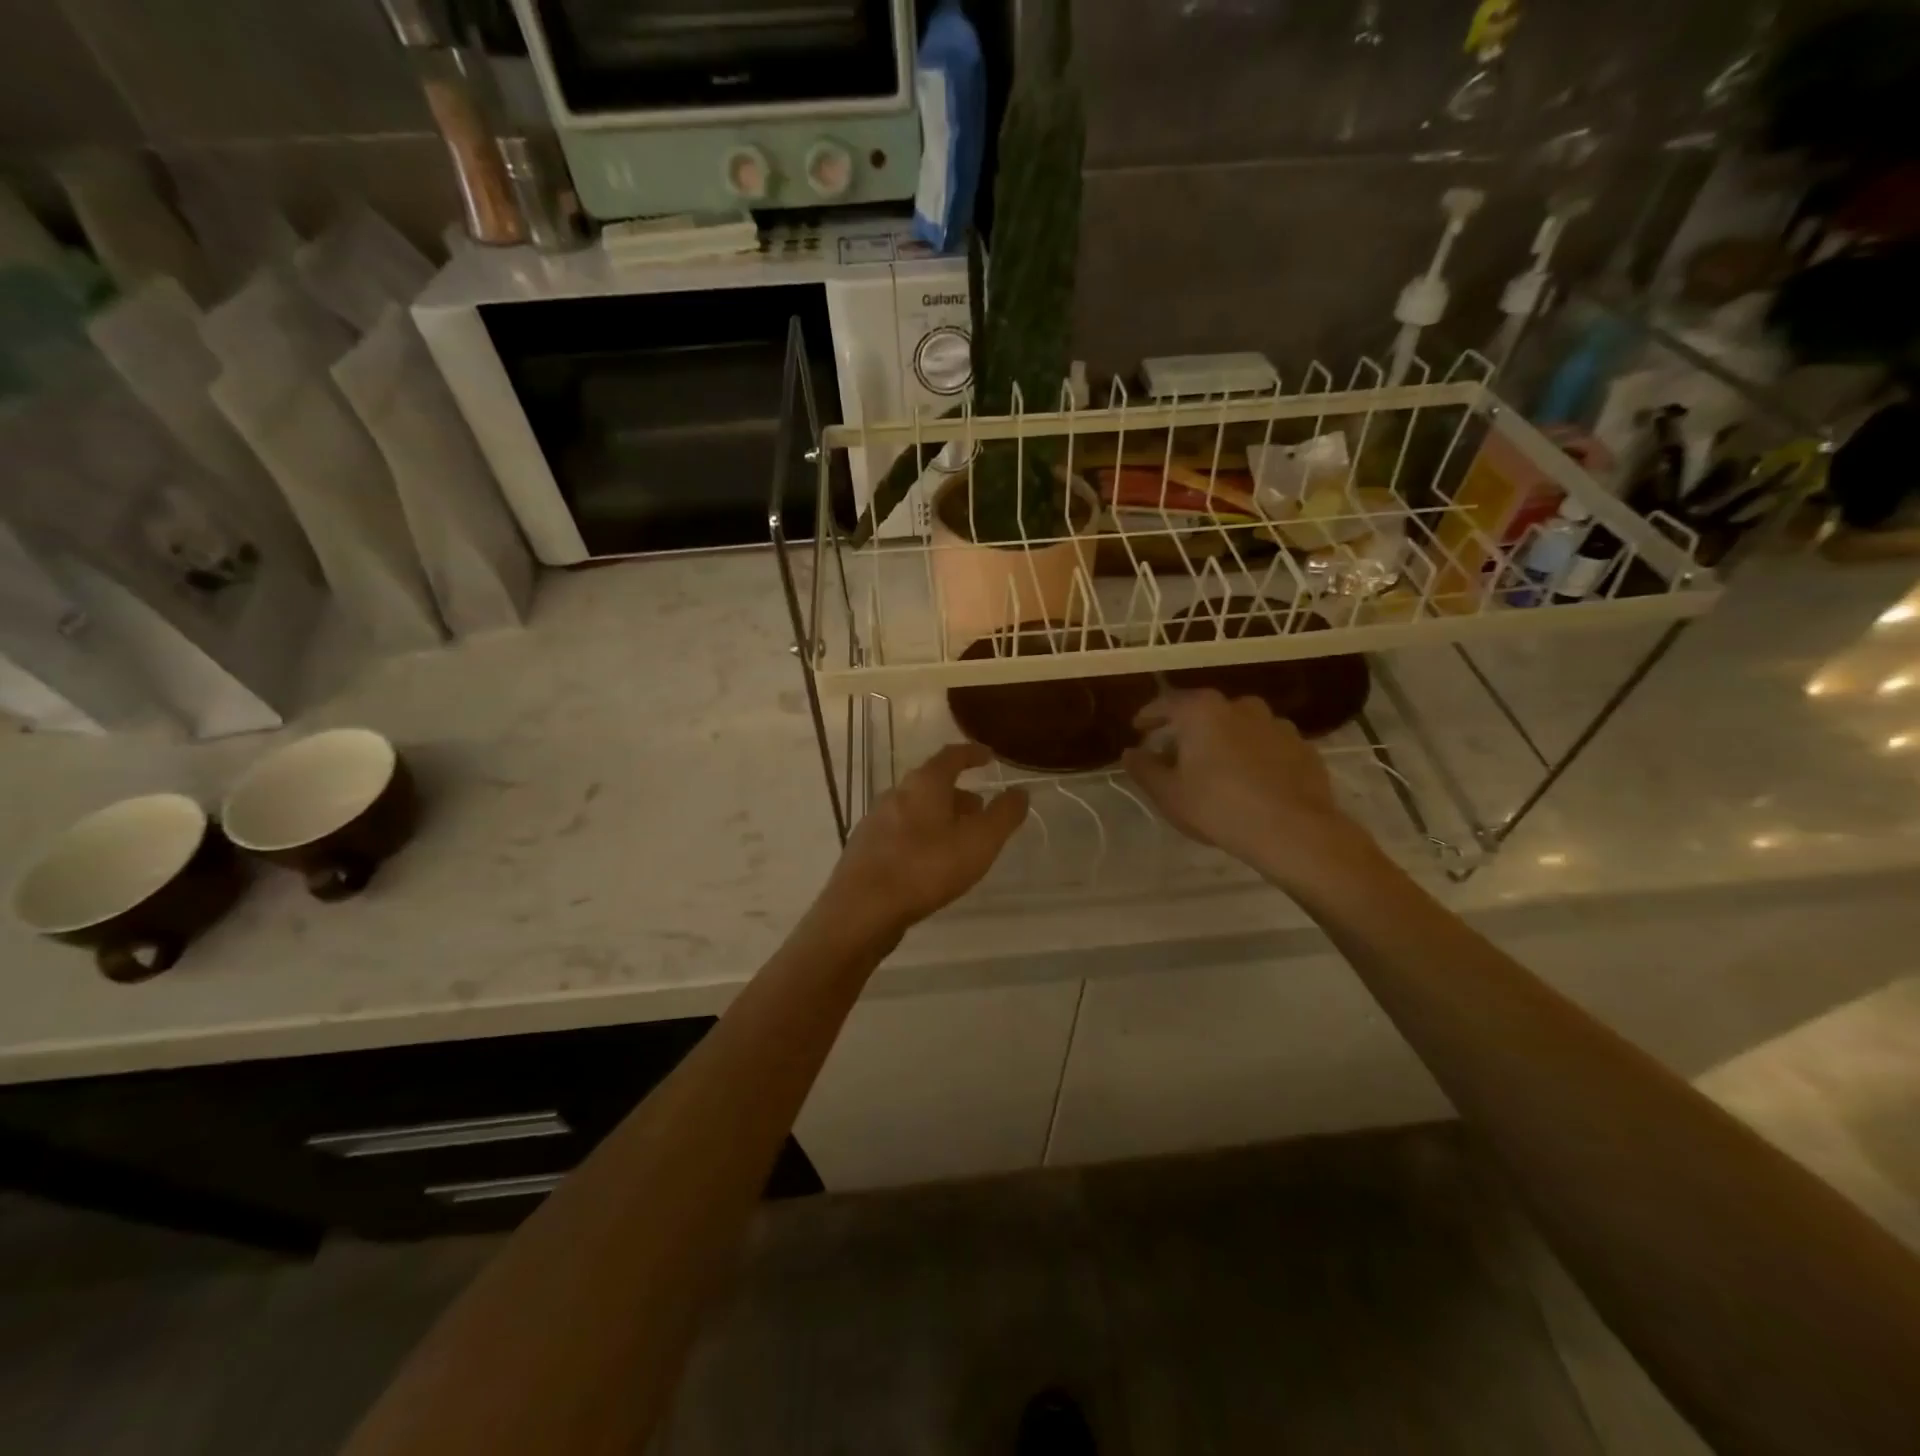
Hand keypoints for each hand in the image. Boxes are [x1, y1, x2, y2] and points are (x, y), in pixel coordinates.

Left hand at [822, 743, 1027, 937]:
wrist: (862, 909)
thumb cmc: (926, 868)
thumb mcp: (979, 842)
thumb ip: (1003, 815)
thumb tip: (1020, 791)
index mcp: (924, 784)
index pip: (951, 756)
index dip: (972, 754)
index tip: (988, 757)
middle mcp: (896, 794)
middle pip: (932, 784)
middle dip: (958, 793)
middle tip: (980, 808)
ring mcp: (876, 820)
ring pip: (916, 809)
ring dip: (940, 816)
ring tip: (959, 839)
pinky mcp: (866, 848)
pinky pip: (901, 832)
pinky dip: (921, 836)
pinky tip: (929, 862)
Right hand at [1121, 689, 1376, 890]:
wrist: (1293, 830)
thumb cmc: (1218, 806)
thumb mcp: (1168, 793)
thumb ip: (1144, 768)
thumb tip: (1130, 753)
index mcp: (1203, 710)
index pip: (1167, 703)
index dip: (1149, 716)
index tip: (1138, 728)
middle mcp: (1241, 706)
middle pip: (1205, 712)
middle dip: (1188, 729)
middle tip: (1175, 752)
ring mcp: (1277, 724)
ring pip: (1240, 726)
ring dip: (1224, 740)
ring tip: (1216, 767)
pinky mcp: (1303, 747)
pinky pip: (1268, 745)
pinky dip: (1254, 755)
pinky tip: (1251, 779)